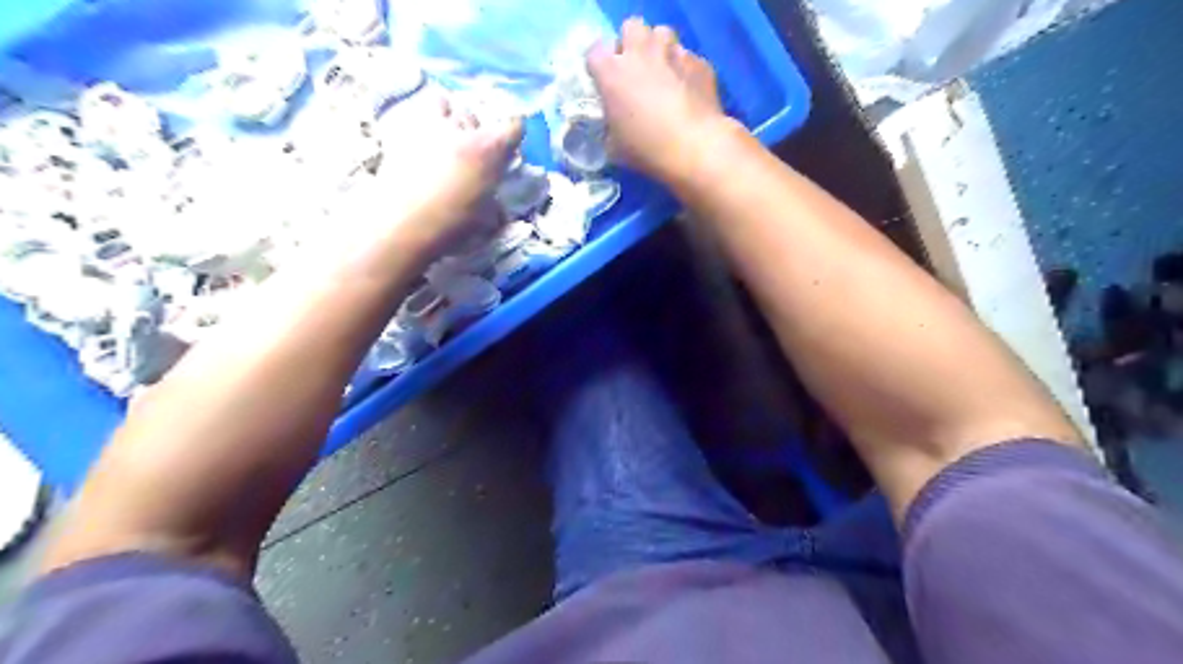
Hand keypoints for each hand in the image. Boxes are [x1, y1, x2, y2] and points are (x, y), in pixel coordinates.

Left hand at [348, 93, 521, 257]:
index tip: (509, 146)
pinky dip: (420, 123)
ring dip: (446, 115)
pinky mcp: (402, 133)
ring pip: (442, 103)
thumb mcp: (486, 218)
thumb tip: (497, 208)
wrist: (404, 221)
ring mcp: (431, 127)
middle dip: (475, 128)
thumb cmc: (454, 221)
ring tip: (444, 133)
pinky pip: (415, 117)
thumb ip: (493, 202)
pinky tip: (418, 141)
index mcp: (490, 149)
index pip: (514, 126)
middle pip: (474, 114)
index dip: (513, 133)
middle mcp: (463, 130)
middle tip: (473, 148)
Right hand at [586, 18, 735, 184]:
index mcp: (612, 72)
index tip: (606, 83)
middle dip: (632, 44)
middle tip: (636, 71)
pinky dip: (684, 70)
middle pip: (632, 28)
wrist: (695, 148)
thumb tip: (614, 124)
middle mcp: (641, 53)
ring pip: (662, 34)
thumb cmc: (647, 150)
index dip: (601, 66)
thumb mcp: (615, 147)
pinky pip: (687, 58)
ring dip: (659, 50)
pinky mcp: (699, 62)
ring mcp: (673, 53)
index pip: (595, 52)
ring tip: (664, 75)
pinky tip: (688, 92)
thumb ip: (610, 126)